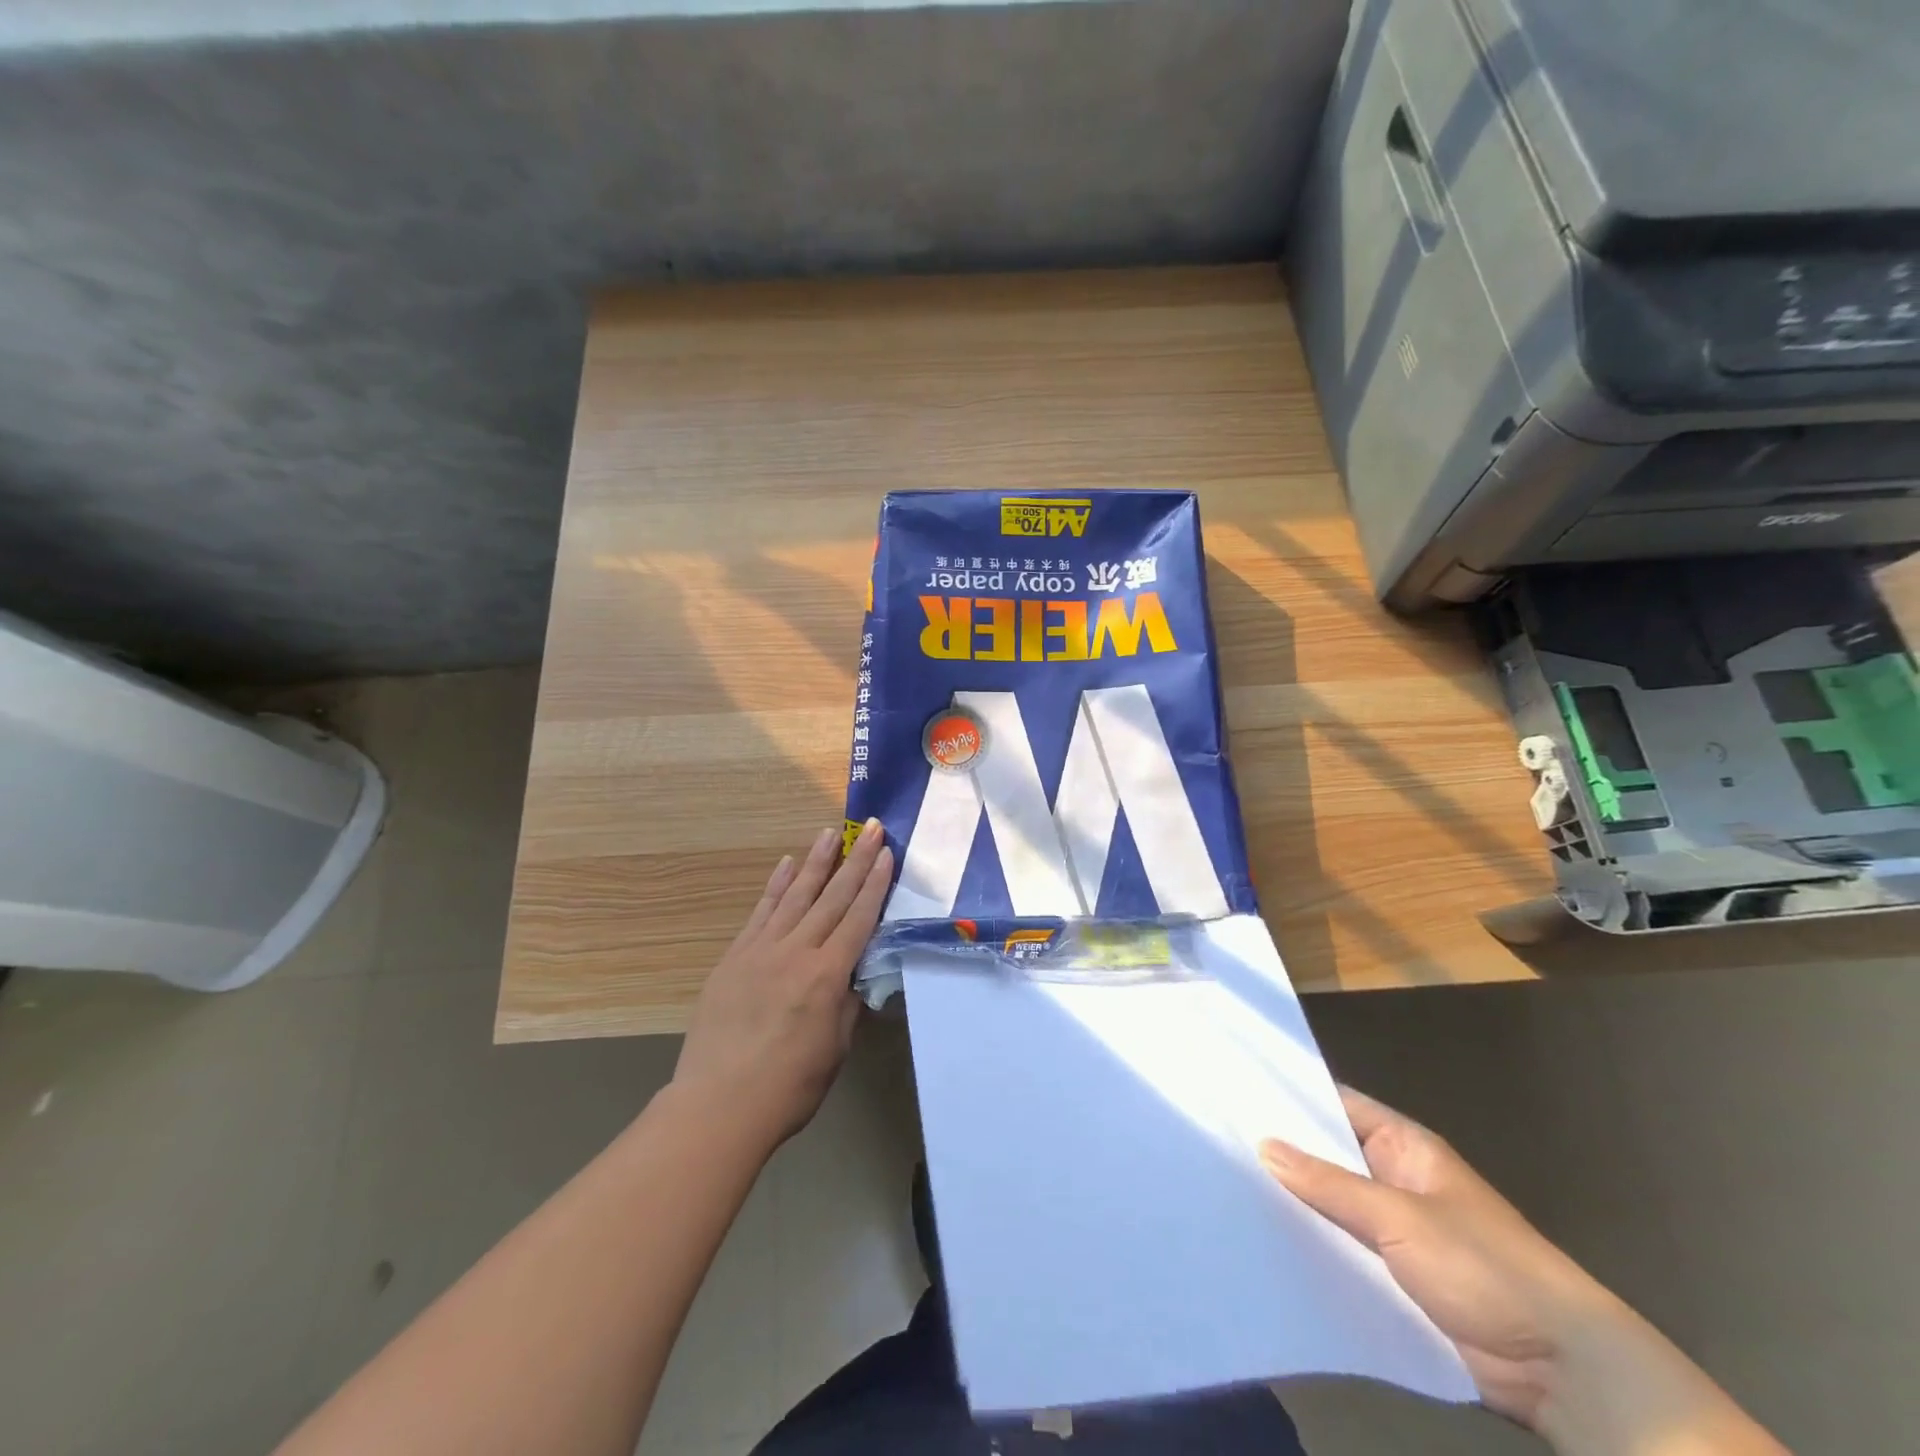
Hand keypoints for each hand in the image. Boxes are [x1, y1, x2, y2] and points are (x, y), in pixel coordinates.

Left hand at [672, 820, 892, 1153]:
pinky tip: (786, 865)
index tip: (886, 853)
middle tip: (871, 828)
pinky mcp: (734, 957)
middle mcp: (796, 952)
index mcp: (827, 975)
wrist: (718, 1105)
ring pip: (795, 895)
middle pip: (832, 897)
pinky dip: (776, 886)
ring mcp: (761, 950)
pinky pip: (760, 912)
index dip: (875, 884)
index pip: (858, 918)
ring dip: (816, 861)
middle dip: (855, 860)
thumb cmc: (789, 1086)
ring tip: (830, 833)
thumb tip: (855, 976)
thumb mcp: (836, 1047)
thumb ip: (847, 1004)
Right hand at [1261, 1088, 1785, 1454]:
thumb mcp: (1400, 1218)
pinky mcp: (1392, 1276)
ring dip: (1292, 1203)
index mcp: (1402, 1145)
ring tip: (1226, 1190)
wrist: (1562, 1369)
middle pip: (1326, 1155)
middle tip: (1216, 1142)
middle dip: (1280, 1152)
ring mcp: (1392, 1228)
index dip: (1288, 1097)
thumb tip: (1264, 1145)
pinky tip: (1264, 1243)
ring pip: (1329, 1204)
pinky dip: (1310, 1246)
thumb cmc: (1485, 1267)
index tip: (1234, 1091)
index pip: (1334, 1103)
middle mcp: (1392, 1177)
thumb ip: (1329, 1184)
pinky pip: (1341, 1249)